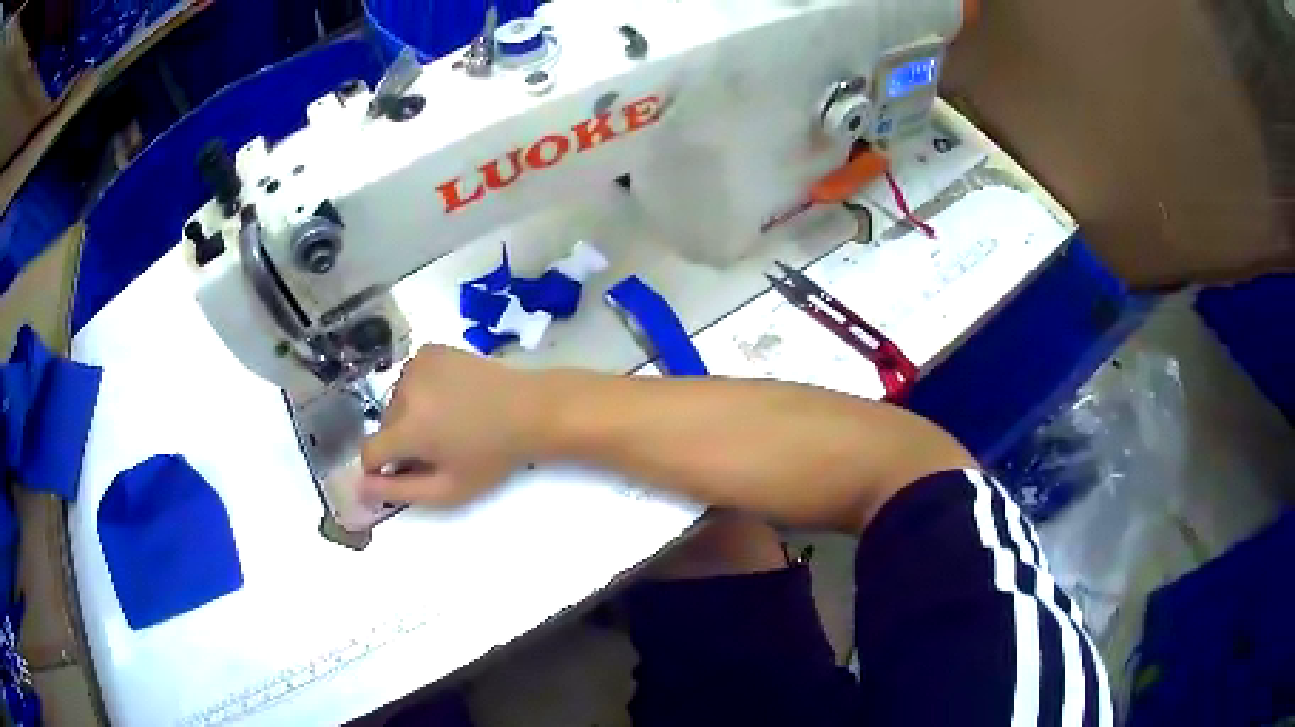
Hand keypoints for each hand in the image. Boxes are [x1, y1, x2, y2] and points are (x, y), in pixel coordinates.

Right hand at [359, 345, 549, 506]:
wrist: (529, 409)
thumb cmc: (491, 456)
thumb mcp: (448, 489)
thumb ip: (399, 491)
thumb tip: (359, 487)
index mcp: (408, 428)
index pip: (369, 452)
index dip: (379, 468)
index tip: (400, 472)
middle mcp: (405, 390)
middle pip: (385, 426)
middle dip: (401, 441)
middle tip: (437, 449)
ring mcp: (417, 364)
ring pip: (397, 401)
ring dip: (411, 414)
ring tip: (448, 422)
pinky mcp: (430, 349)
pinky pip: (411, 378)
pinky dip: (421, 390)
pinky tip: (449, 397)